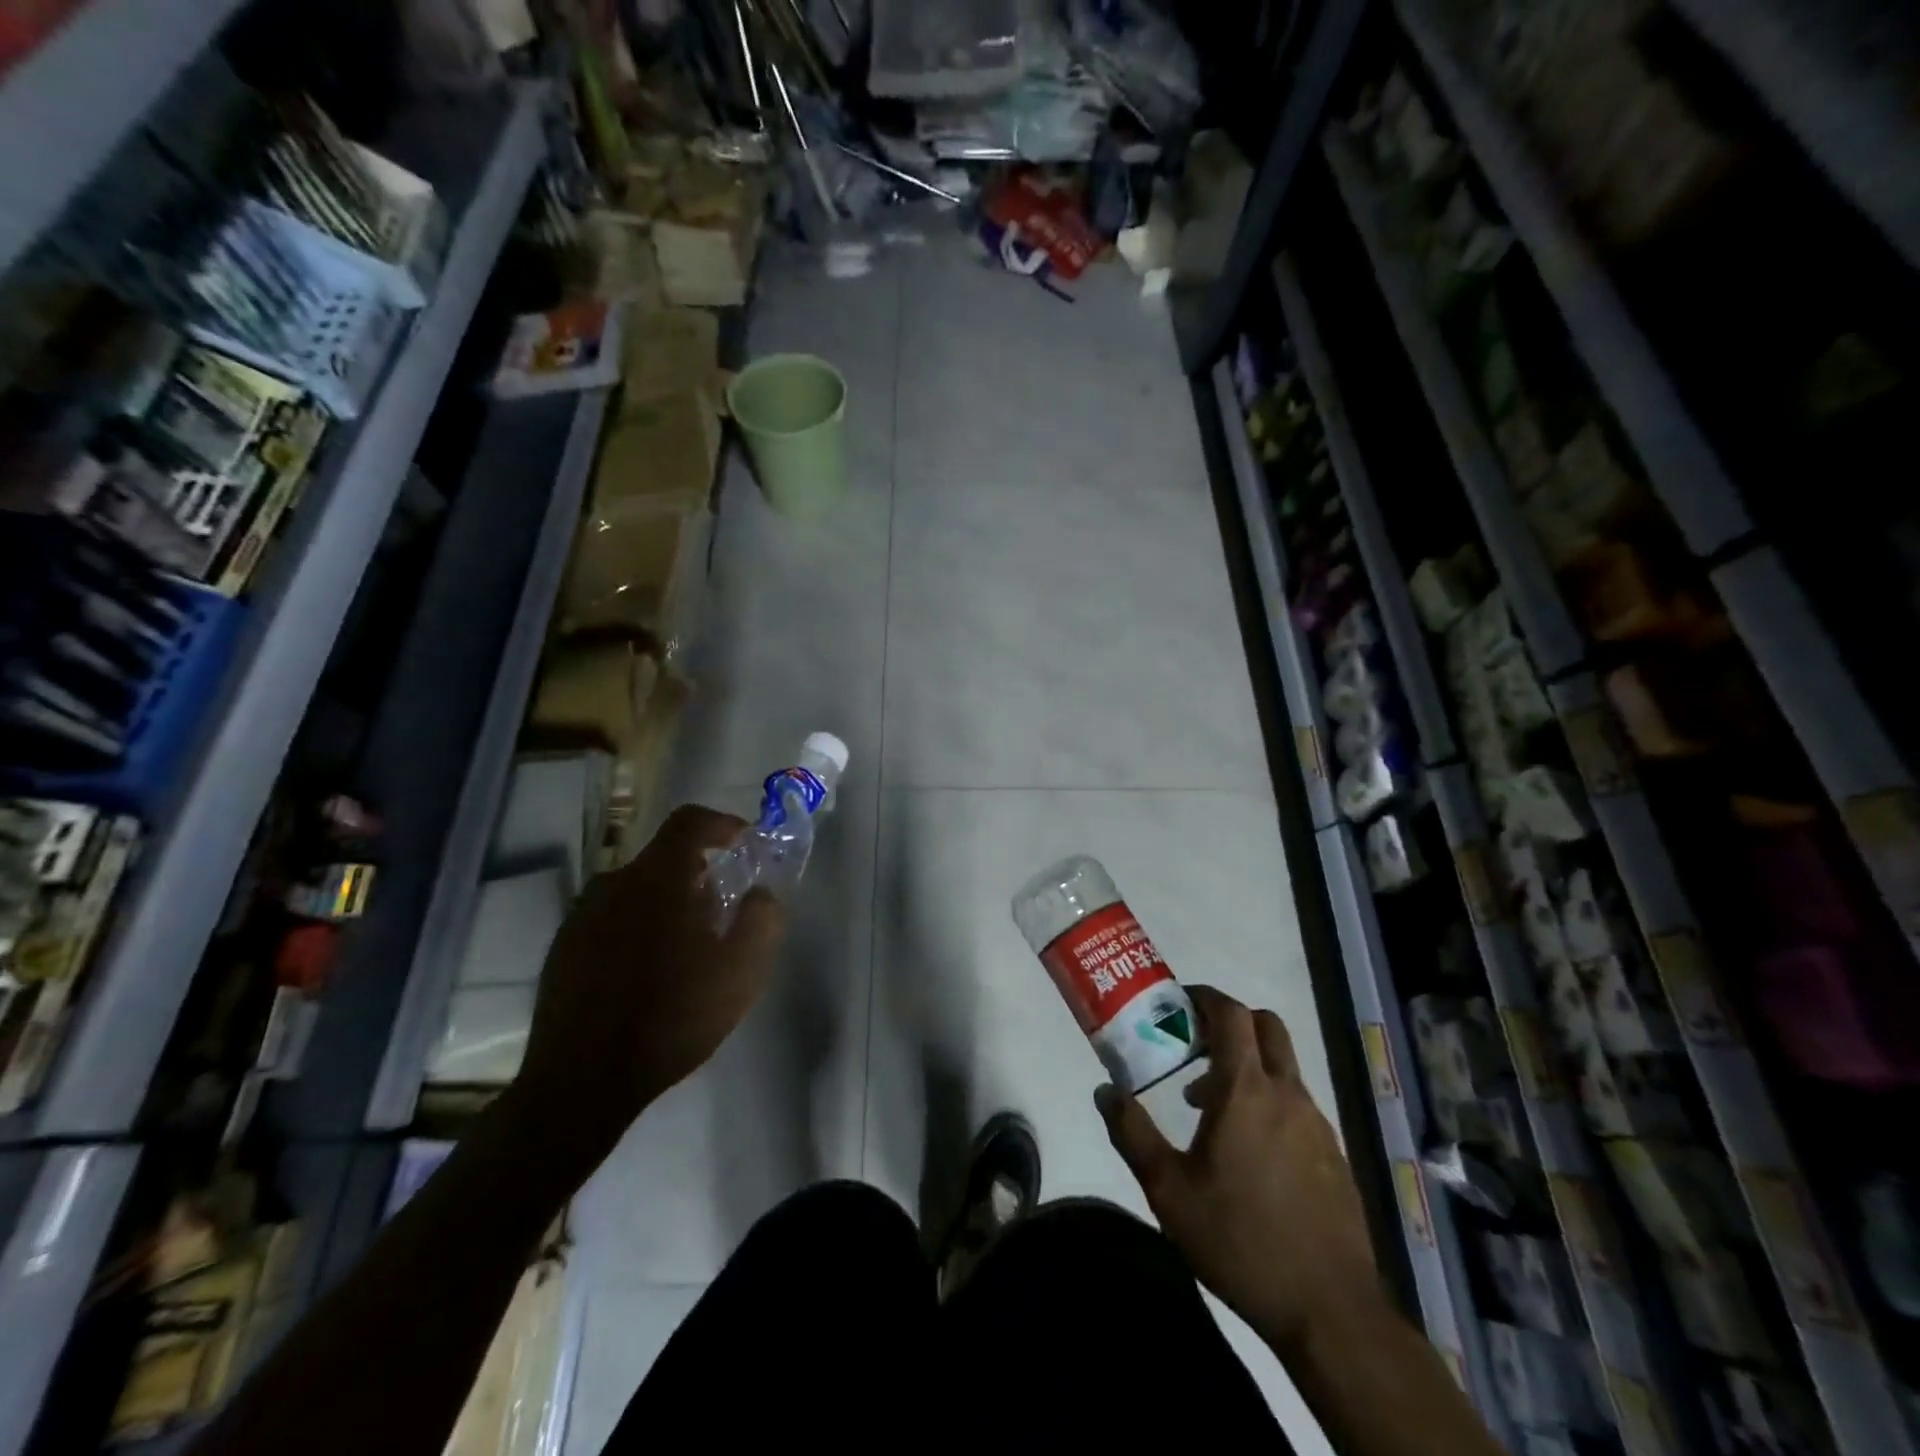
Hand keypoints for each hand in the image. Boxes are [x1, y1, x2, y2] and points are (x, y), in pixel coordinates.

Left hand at [514, 804, 784, 1171]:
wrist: (582, 1081)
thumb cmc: (672, 1017)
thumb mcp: (742, 971)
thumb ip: (763, 918)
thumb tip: (762, 891)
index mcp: (658, 879)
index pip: (690, 820)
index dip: (723, 824)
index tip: (746, 845)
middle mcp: (614, 883)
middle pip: (665, 858)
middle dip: (701, 874)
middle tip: (723, 913)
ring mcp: (581, 916)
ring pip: (637, 890)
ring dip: (667, 903)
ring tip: (686, 948)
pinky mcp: (562, 947)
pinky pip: (611, 918)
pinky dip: (637, 927)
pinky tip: (647, 973)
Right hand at [1096, 985, 1378, 1358]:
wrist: (1330, 1312)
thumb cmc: (1239, 1240)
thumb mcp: (1168, 1190)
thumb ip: (1132, 1133)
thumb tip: (1104, 1090)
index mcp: (1247, 1090)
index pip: (1232, 1014)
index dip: (1206, 997)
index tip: (1179, 1003)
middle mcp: (1287, 1093)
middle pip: (1266, 1026)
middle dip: (1230, 1022)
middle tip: (1195, 1043)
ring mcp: (1317, 1123)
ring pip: (1282, 1066)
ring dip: (1247, 1064)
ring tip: (1208, 1106)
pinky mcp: (1333, 1154)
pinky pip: (1296, 1103)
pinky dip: (1268, 1099)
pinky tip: (1247, 1149)